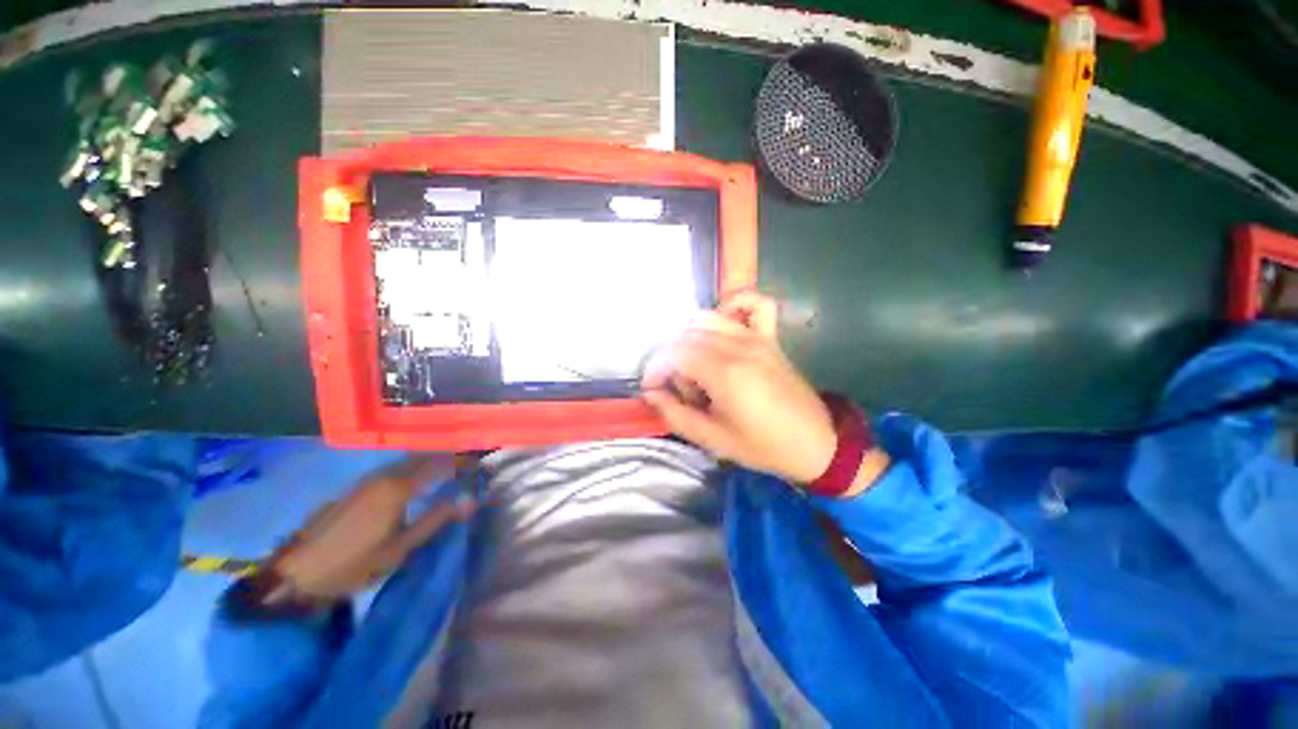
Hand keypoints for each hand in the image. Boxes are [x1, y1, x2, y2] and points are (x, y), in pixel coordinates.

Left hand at [262, 455, 475, 604]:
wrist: (297, 574)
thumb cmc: (354, 564)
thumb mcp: (401, 548)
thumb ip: (437, 520)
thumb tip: (471, 499)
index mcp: (398, 487)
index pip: (441, 463)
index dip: (464, 462)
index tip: (482, 466)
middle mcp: (385, 475)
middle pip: (425, 457)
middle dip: (450, 458)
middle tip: (470, 467)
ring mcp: (368, 479)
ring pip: (409, 461)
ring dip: (432, 462)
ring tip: (451, 472)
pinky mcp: (358, 487)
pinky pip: (396, 469)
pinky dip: (415, 469)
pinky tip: (419, 481)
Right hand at [641, 291, 836, 482]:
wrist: (816, 443)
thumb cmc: (763, 446)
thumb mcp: (712, 439)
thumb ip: (675, 414)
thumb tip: (651, 393)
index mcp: (725, 373)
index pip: (673, 353)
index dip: (654, 369)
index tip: (652, 389)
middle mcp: (739, 346)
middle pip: (686, 336)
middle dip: (671, 361)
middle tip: (681, 390)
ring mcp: (757, 337)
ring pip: (708, 317)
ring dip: (690, 338)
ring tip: (697, 366)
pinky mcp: (770, 337)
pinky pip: (753, 304)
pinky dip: (733, 306)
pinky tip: (725, 327)